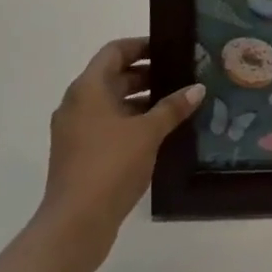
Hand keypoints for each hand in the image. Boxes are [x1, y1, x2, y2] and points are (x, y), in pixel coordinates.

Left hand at [34, 37, 203, 271]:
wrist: (74, 226)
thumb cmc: (110, 166)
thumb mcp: (148, 132)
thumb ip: (173, 107)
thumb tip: (197, 88)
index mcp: (88, 89)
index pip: (115, 51)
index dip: (142, 45)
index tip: (170, 49)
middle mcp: (77, 104)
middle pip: (114, 76)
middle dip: (148, 74)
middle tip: (182, 76)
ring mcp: (76, 132)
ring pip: (112, 103)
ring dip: (142, 100)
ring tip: (177, 104)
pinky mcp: (80, 155)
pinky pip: (108, 126)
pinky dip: (132, 122)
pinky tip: (160, 133)